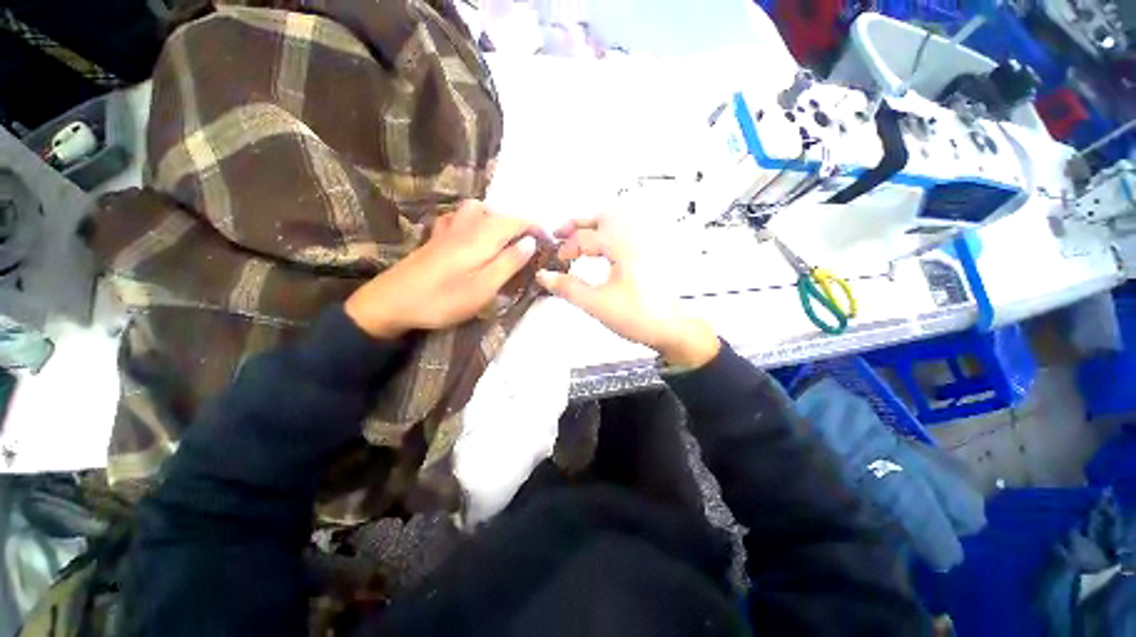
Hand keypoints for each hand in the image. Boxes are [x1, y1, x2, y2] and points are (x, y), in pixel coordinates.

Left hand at [345, 201, 538, 337]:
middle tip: (529, 247)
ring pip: (479, 210)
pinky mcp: (436, 236)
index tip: (550, 242)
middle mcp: (467, 224)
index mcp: (482, 236)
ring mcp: (448, 228)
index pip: (518, 221)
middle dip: (519, 225)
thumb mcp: (484, 288)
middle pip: (499, 213)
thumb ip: (509, 262)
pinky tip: (473, 235)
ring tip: (505, 240)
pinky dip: (474, 220)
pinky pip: (460, 217)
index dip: (537, 228)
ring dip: (497, 220)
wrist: (391, 302)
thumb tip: (531, 241)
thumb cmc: (443, 299)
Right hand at [536, 214, 719, 368]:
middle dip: (578, 223)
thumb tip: (547, 277)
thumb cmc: (644, 317)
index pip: (586, 238)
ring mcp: (648, 244)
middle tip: (561, 233)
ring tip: (579, 236)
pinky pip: (627, 233)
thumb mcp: (598, 304)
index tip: (557, 260)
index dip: (567, 248)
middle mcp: (638, 239)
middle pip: (603, 216)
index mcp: (624, 247)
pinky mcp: (652, 253)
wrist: (674, 329)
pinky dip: (609, 235)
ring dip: (595, 226)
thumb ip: (569, 289)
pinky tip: (604, 249)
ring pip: (617, 222)